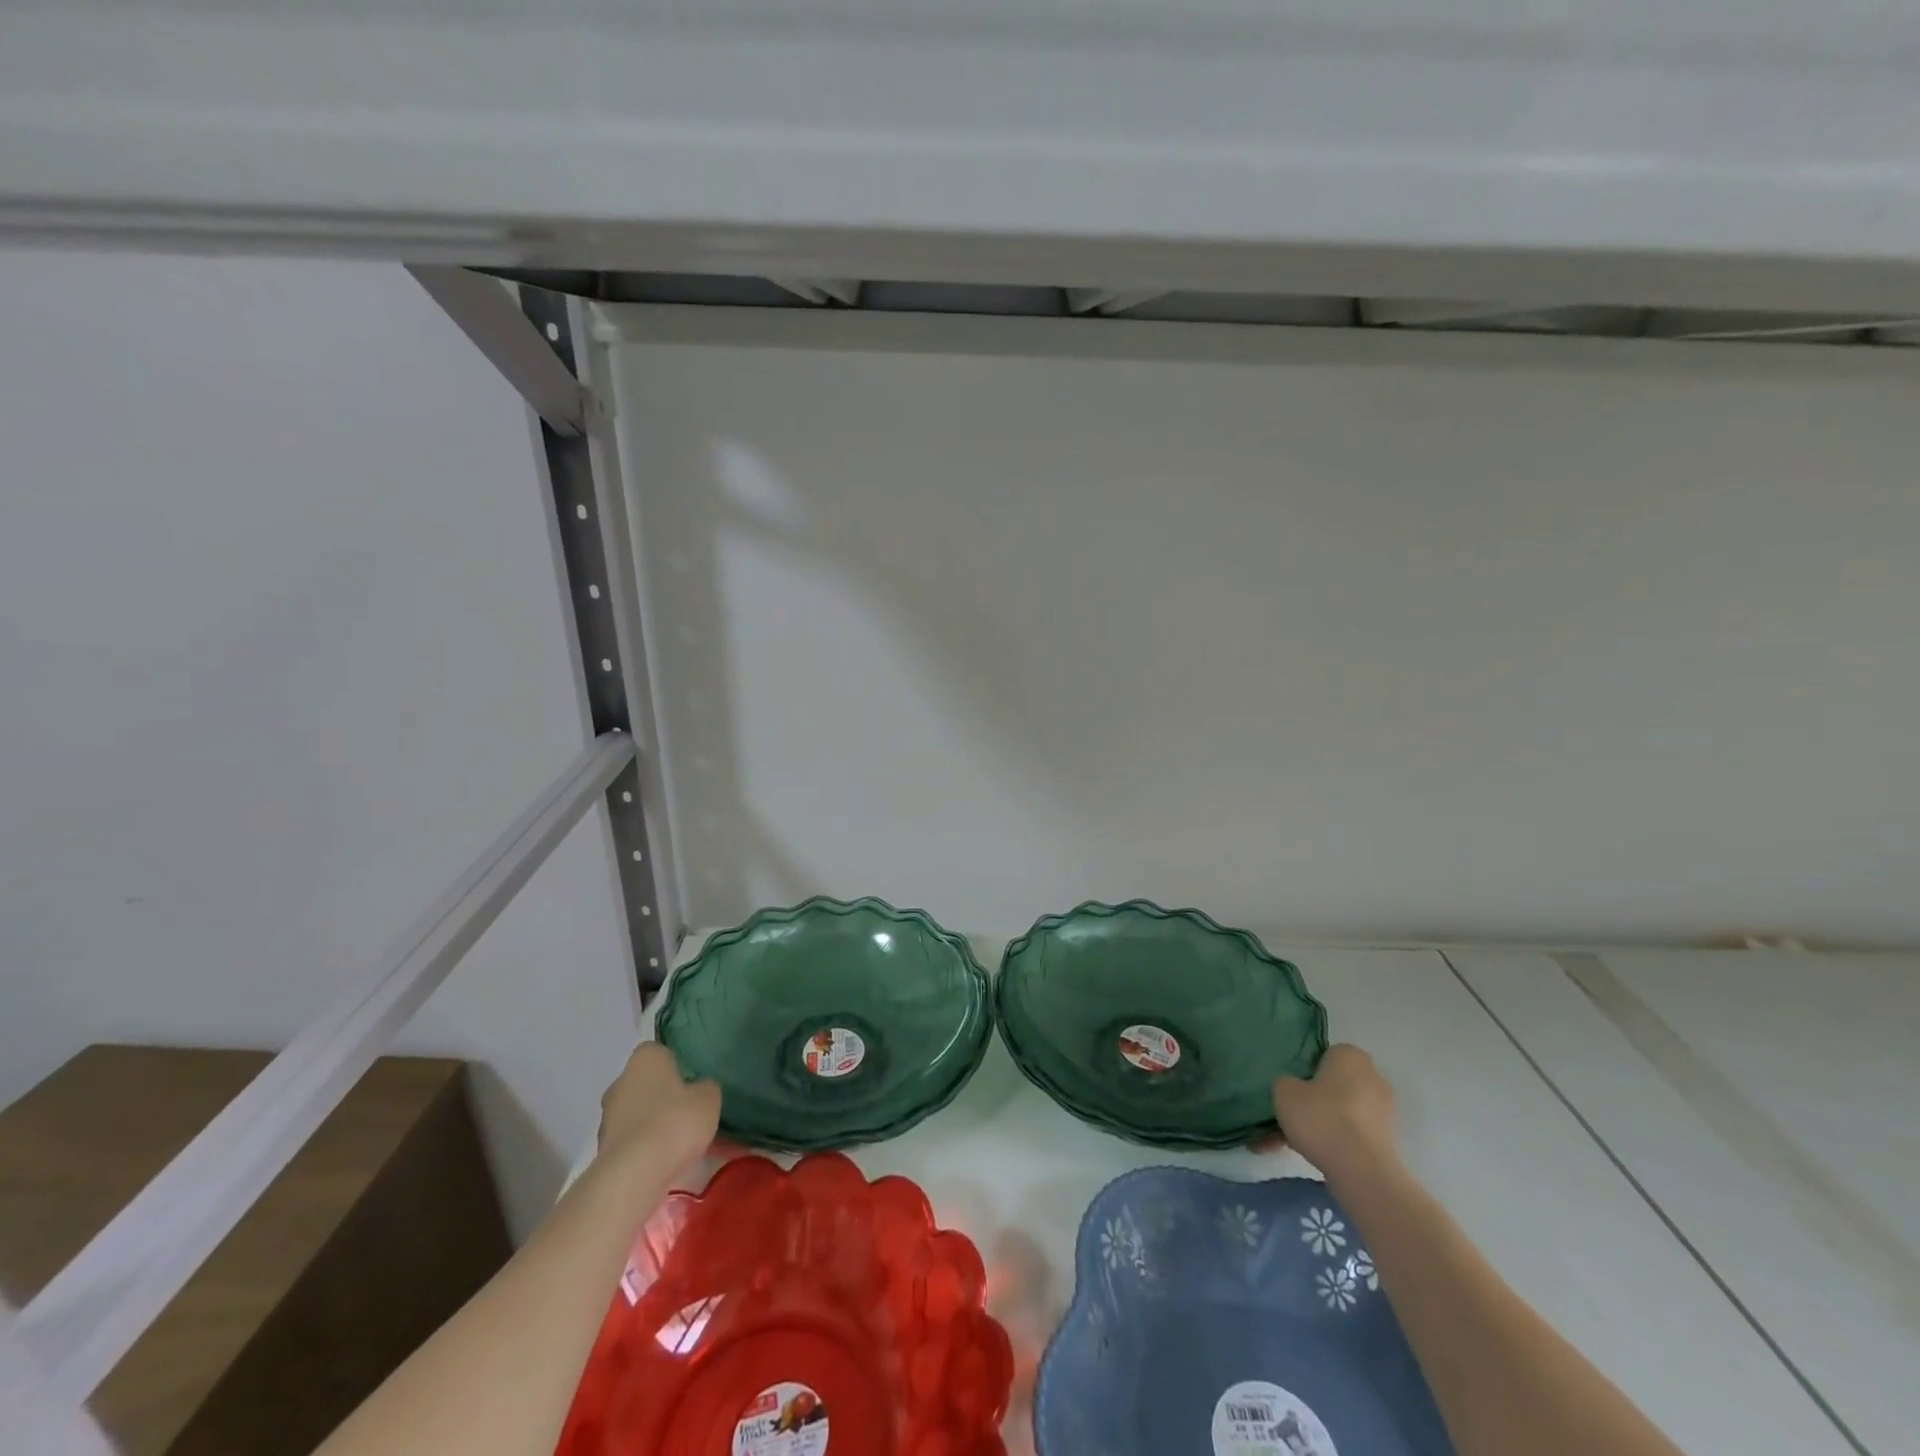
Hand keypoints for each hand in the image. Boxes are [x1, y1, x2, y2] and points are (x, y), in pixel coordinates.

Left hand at [597, 1042, 720, 1173]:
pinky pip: (631, 1140)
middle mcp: (621, 1081)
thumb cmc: (675, 1121)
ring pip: (637, 1113)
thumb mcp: (709, 1098)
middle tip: (688, 1112)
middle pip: (646, 1083)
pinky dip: (644, 1147)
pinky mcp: (603, 1149)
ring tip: (678, 1142)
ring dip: (652, 1123)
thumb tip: (699, 1089)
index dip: (678, 1067)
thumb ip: (706, 1087)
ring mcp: (607, 1116)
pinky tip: (663, 1160)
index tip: (692, 1083)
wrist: (634, 1174)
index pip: (662, 1052)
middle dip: (663, 1095)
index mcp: (646, 1057)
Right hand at [1272, 1043, 1397, 1184]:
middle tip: (1292, 1114)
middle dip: (1315, 1099)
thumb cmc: (1321, 1116)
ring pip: (1341, 1112)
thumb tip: (1294, 1089)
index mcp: (1350, 1056)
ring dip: (1322, 1123)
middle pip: (1335, 1084)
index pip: (1325, 1055)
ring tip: (1293, 1142)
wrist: (1360, 1169)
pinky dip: (1334, 1142)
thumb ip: (1286, 1082)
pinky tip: (1310, 1155)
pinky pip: (1351, 1134)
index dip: (1306, 1071)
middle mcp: (1372, 1077)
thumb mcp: (1283, 1090)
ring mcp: (1383, 1111)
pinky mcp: (1386, 1140)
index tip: (1292, 1088)